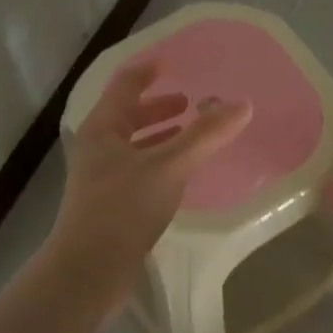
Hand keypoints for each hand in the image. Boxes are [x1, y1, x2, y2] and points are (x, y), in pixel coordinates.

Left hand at [46, 61, 251, 311]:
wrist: (89, 270)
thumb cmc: (123, 208)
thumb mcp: (169, 166)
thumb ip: (205, 135)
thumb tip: (243, 104)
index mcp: (103, 128)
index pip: (125, 85)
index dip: (148, 71)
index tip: (173, 61)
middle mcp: (98, 148)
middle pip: (128, 115)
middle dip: (159, 106)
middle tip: (191, 102)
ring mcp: (102, 178)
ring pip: (134, 145)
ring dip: (161, 135)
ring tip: (191, 134)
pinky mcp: (111, 205)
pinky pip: (140, 170)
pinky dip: (161, 162)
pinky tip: (181, 174)